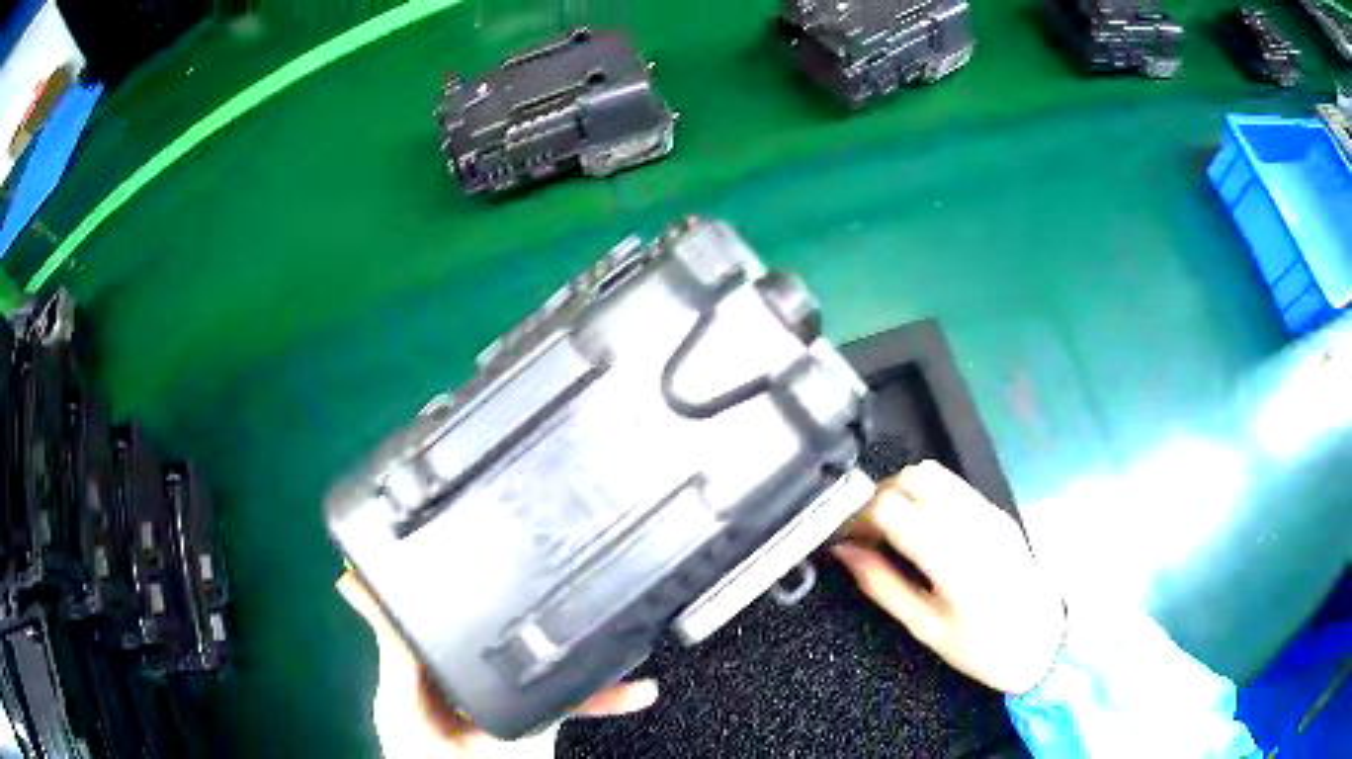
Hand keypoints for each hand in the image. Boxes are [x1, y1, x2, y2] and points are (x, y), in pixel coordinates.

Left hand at [337, 571, 657, 757]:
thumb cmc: (421, 755)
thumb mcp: (399, 702)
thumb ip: (393, 652)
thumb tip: (355, 582)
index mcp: (436, 658)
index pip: (450, 605)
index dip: (465, 574)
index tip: (486, 534)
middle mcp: (477, 668)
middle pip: (507, 623)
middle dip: (534, 596)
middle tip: (560, 557)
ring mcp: (514, 693)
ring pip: (551, 656)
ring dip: (582, 640)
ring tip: (608, 608)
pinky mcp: (544, 717)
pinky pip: (579, 701)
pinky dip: (608, 696)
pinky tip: (637, 688)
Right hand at [832, 461, 1064, 693]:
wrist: (1043, 643)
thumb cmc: (982, 647)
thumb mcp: (925, 628)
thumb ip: (881, 585)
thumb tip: (844, 552)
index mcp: (952, 557)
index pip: (891, 507)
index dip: (857, 517)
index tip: (844, 539)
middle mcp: (973, 522)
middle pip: (910, 478)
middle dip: (877, 498)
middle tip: (865, 534)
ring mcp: (989, 511)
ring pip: (932, 472)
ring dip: (901, 492)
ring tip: (891, 529)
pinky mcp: (997, 510)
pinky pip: (953, 484)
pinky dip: (926, 494)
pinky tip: (922, 527)